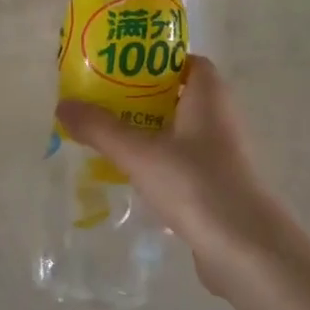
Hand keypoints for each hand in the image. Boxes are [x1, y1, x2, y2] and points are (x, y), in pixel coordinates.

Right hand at [54, 56, 299, 297]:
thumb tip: (63, 104)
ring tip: (108, 135)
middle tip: (102, 101)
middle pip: (178, 95)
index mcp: (209, 96)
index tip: (119, 68)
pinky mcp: (217, 185)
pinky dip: (158, 161)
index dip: (155, 60)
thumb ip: (100, 128)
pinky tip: (130, 174)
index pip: (186, 62)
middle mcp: (220, 118)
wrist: (245, 249)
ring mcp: (222, 154)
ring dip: (148, 131)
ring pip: (179, 131)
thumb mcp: (139, 153)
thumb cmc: (196, 184)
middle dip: (141, 96)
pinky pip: (183, 162)